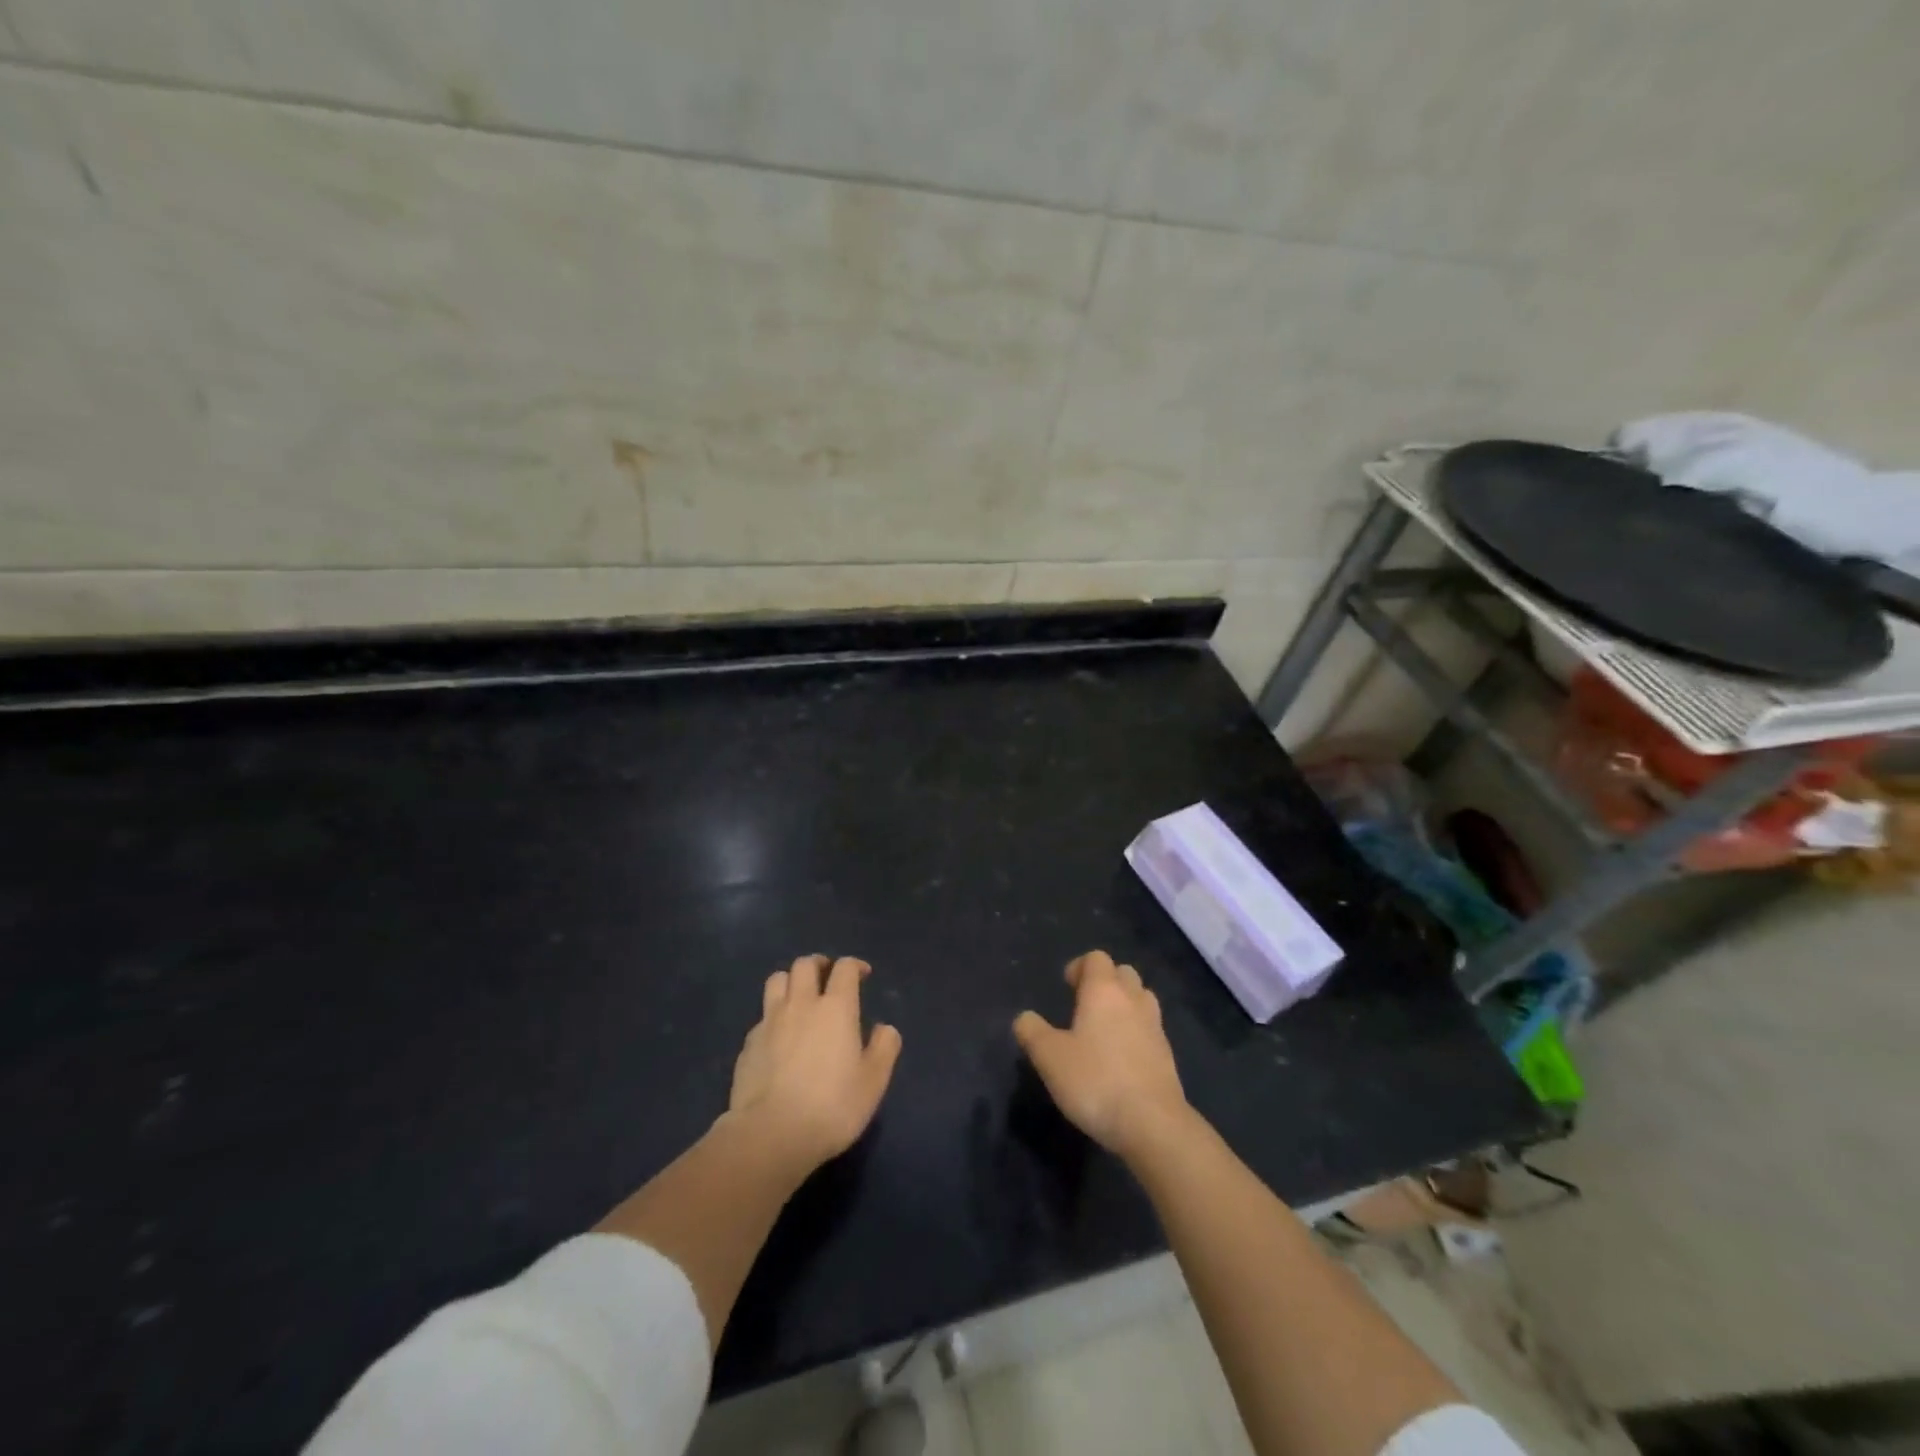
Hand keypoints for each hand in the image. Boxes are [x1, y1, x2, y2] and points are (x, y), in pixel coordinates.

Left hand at [727, 954, 901, 1173]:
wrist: (771, 1134)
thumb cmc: (832, 1106)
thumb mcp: (874, 1082)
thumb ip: (884, 1048)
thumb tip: (884, 1028)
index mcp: (836, 1007)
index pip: (844, 968)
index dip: (854, 966)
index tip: (862, 975)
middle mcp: (801, 1004)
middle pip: (805, 964)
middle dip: (819, 964)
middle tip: (827, 977)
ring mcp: (770, 1021)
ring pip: (777, 980)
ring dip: (791, 981)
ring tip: (799, 996)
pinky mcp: (749, 1043)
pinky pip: (762, 1015)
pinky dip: (773, 1016)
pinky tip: (779, 1037)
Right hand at [1014, 950, 1190, 1159]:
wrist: (1153, 1124)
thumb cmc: (1095, 1081)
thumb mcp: (1049, 1057)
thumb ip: (1032, 1032)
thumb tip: (1025, 1018)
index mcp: (1104, 991)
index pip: (1096, 958)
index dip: (1080, 966)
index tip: (1066, 987)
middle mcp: (1133, 1000)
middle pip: (1123, 972)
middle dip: (1104, 981)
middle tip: (1084, 1005)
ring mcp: (1155, 1026)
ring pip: (1141, 998)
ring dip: (1124, 1003)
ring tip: (1104, 1028)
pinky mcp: (1167, 1054)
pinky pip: (1150, 1028)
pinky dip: (1137, 1031)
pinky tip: (1121, 1057)